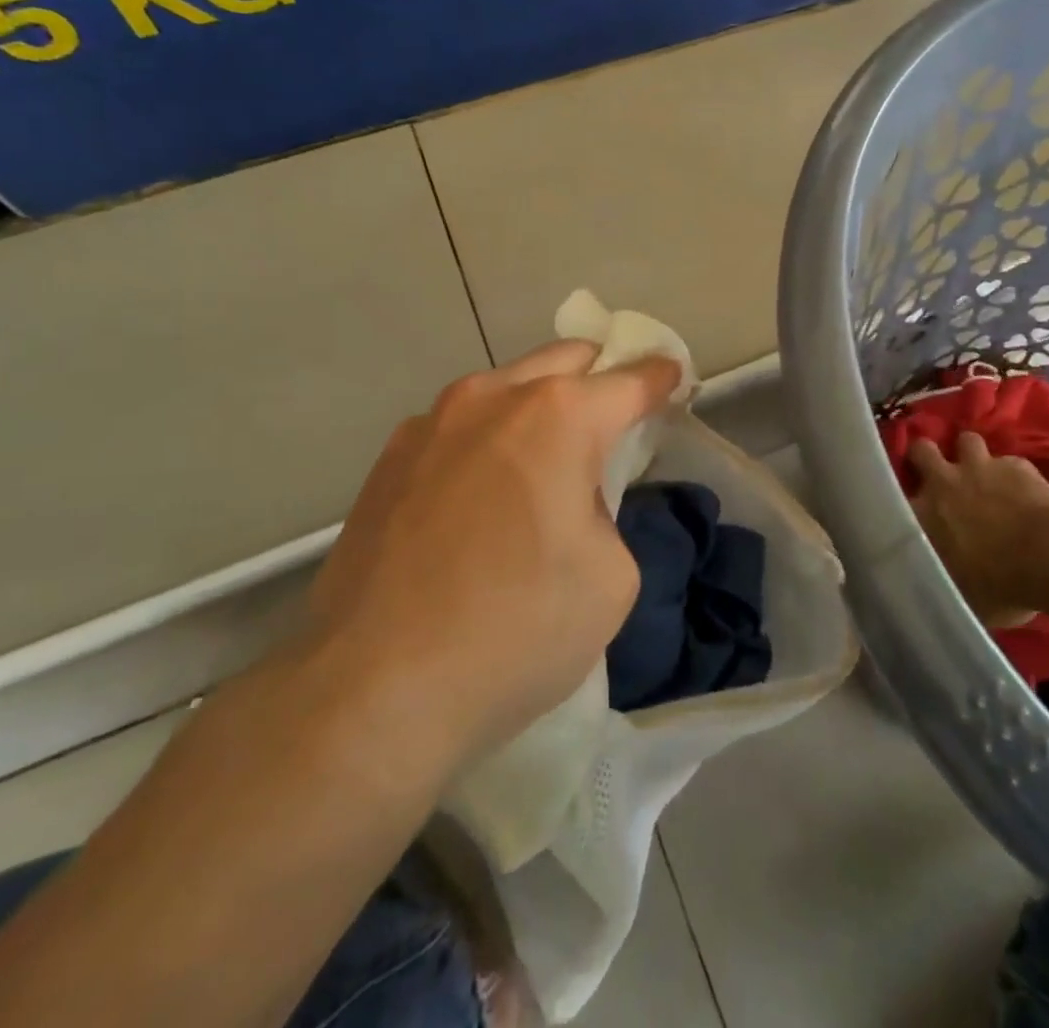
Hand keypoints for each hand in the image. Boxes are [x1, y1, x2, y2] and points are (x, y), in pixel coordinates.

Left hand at [309, 340, 682, 774]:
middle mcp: (492, 398)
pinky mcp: (389, 459)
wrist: (373, 690)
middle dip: (601, 376)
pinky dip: (490, 438)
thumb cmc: (515, 630)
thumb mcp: (610, 576)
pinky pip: (460, 427)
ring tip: (546, 461)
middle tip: (618, 415)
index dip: (661, 378)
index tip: (675, 379)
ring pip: (506, 388)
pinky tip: (484, 494)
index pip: (630, 380)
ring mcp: (431, 423)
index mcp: (557, 416)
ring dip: (539, 406)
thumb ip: (605, 510)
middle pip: (565, 359)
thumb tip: (569, 499)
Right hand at [907, 432, 1048, 628]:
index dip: (899, 496)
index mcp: (920, 515)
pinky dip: (1014, 474)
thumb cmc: (1000, 586)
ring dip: (972, 455)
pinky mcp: (1018, 465)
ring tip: (981, 472)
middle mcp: (943, 482)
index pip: (892, 495)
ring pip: (966, 440)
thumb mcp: (957, 595)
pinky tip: (1024, 489)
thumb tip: (931, 584)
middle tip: (938, 472)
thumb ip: (939, 578)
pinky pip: (1010, 462)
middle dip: (927, 456)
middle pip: (922, 449)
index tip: (908, 506)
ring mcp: (981, 468)